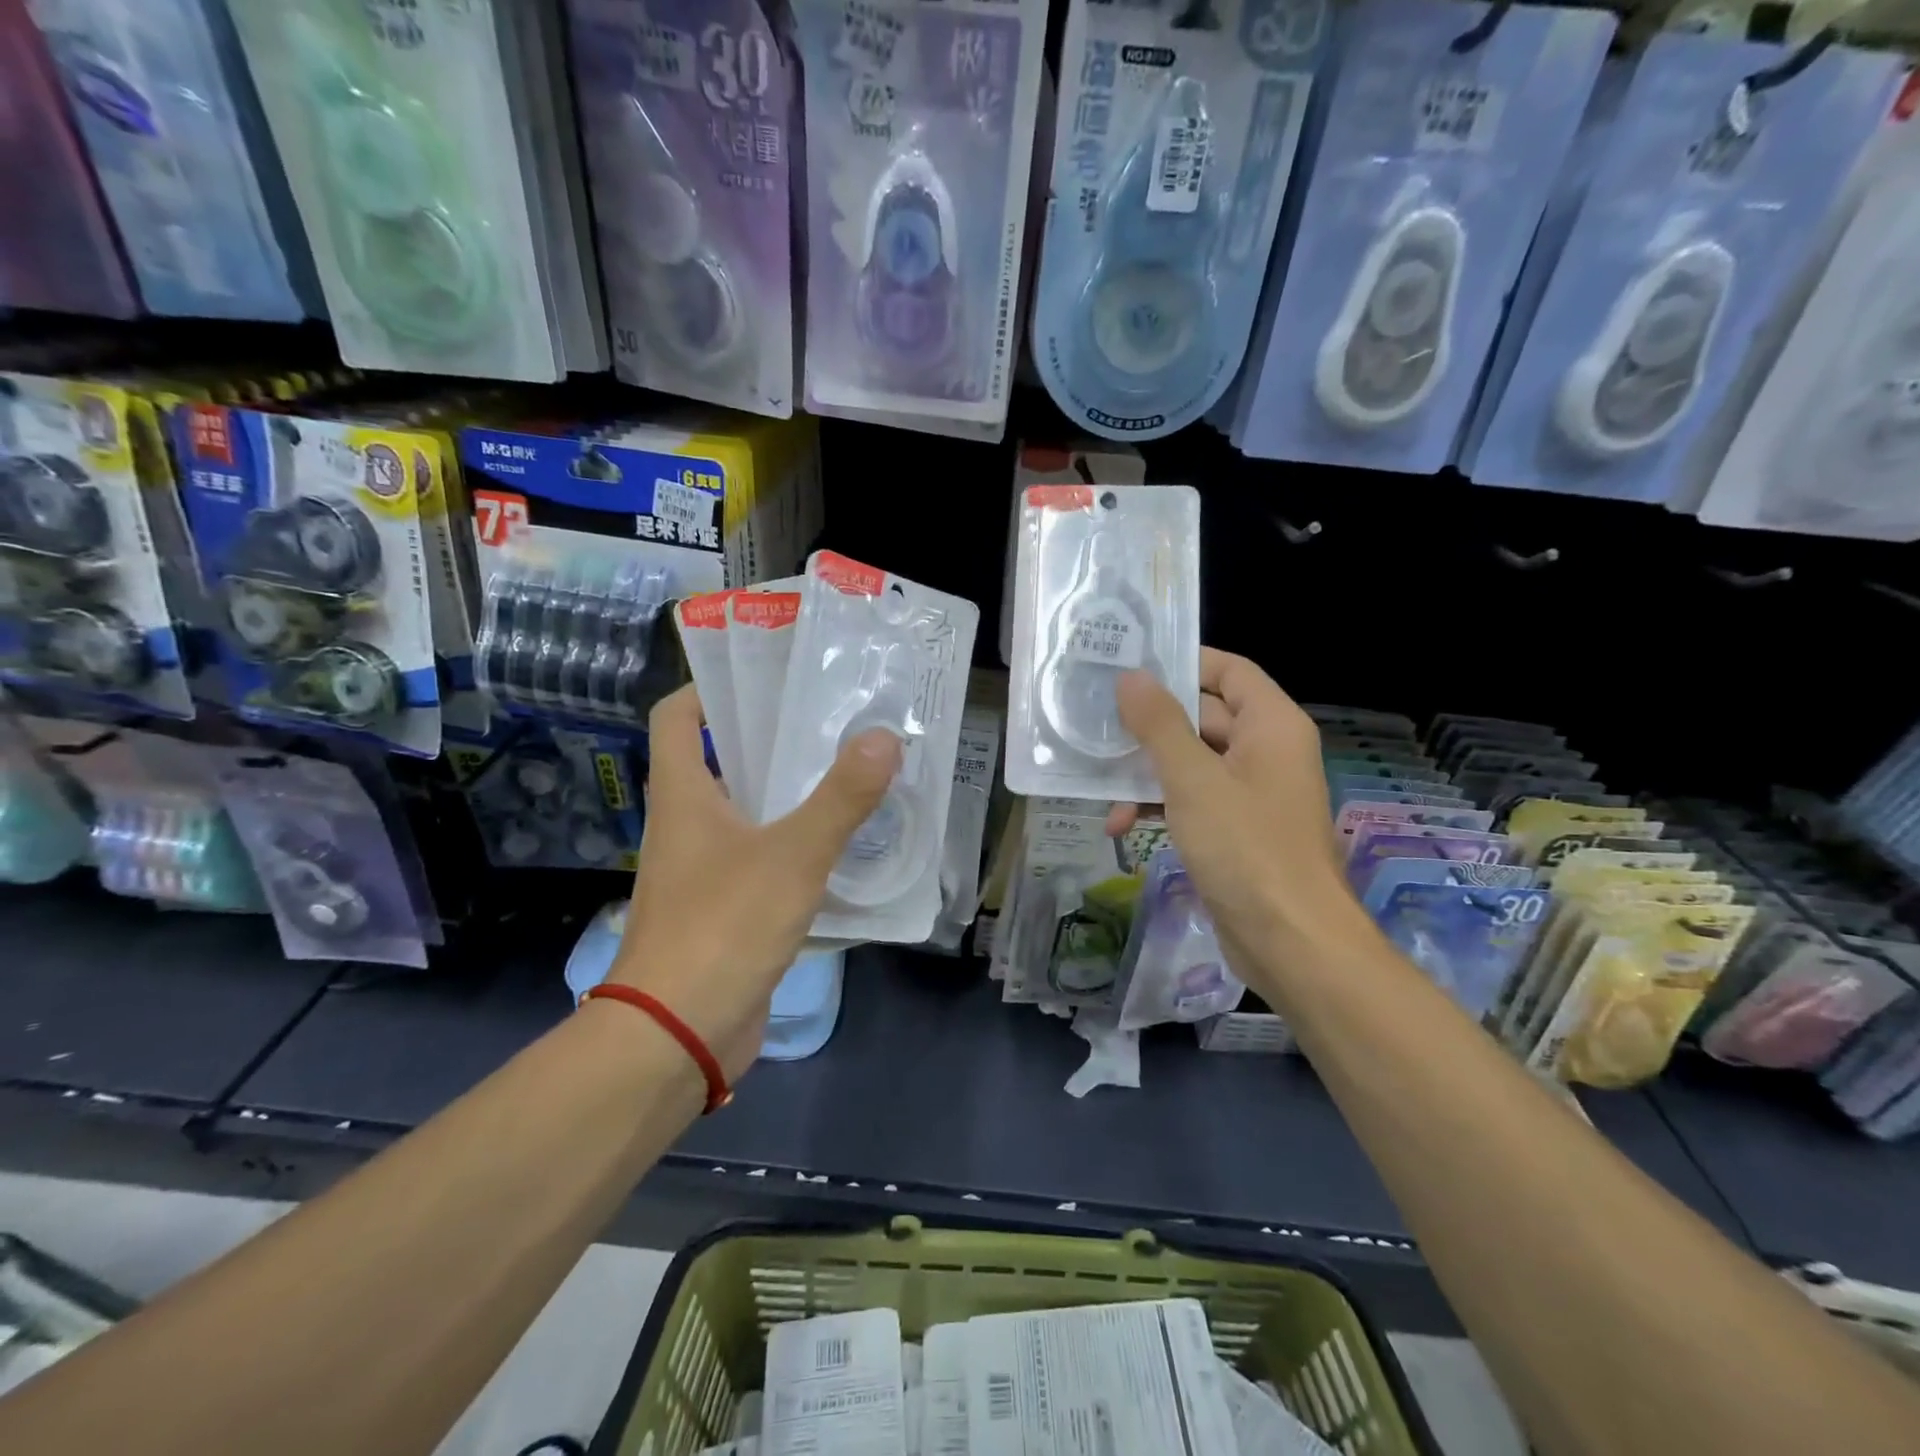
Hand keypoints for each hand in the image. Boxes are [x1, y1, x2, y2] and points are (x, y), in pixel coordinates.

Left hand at [609, 684, 901, 1080]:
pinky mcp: (724, 908)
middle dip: (769, 737)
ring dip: (788, 792)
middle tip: (831, 720)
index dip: (710, 688)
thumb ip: (841, 798)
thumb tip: (884, 737)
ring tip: (847, 772)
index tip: (765, 677)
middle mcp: (686, 824)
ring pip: (746, 812)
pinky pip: (761, 858)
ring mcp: (703, 870)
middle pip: (720, 759)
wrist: (677, 1033)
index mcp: (683, 795)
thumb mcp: (792, 855)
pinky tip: (840, 844)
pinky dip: (793, 843)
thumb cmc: (723, 926)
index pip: (677, 717)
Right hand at [1107, 650, 1360, 965]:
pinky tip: (1119, 825)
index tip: (1131, 665)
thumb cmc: (1246, 848)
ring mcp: (1251, 794)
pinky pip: (1193, 801)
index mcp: (1271, 726)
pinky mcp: (1236, 831)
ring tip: (1098, 783)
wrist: (1291, 942)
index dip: (1184, 662)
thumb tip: (1132, 677)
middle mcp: (1266, 752)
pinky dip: (1159, 806)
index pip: (1229, 671)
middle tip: (1096, 720)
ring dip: (1147, 772)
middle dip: (1150, 725)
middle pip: (1203, 717)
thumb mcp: (1193, 780)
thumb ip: (1159, 725)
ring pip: (1191, 763)